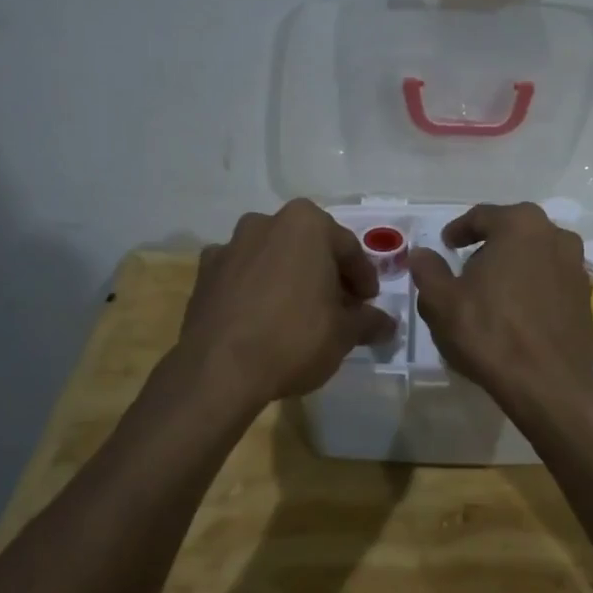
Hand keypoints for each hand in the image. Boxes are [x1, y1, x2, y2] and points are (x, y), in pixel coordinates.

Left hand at [179, 201, 396, 404]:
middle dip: (326, 273)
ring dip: (290, 278)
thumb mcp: (344, 333)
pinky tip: (263, 319)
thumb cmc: (294, 338)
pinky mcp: (204, 274)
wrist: (219, 370)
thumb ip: (369, 321)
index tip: (369, 302)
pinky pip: (242, 276)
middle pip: (308, 247)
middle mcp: (265, 223)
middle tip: (340, 307)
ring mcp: (230, 246)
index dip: (363, 277)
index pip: (348, 248)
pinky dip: (256, 289)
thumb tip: (387, 324)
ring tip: (300, 313)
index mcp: (306, 224)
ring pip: (273, 258)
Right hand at [408, 202, 592, 419]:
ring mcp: (576, 266)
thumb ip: (428, 270)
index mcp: (520, 224)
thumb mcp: (441, 301)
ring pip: (535, 255)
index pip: (482, 216)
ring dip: (512, 266)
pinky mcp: (586, 296)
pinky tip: (516, 311)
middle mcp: (555, 235)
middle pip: (513, 232)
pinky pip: (551, 280)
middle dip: (488, 246)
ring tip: (491, 292)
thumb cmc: (489, 332)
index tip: (445, 244)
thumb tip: (421, 254)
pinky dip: (532, 287)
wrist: (548, 382)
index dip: (458, 230)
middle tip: (466, 269)